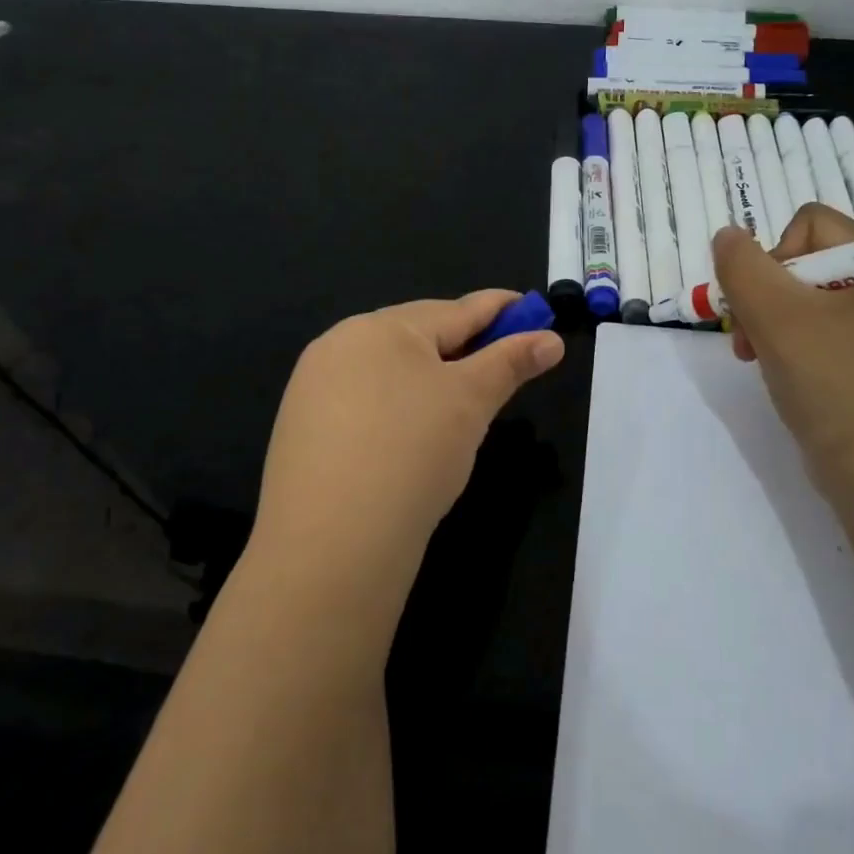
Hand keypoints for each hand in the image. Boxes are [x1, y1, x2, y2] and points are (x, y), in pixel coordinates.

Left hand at [252, 291, 564, 592]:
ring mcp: (314, 387)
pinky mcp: (302, 429)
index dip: (500, 309)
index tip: (532, 309)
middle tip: (503, 363)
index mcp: (382, 327)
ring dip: (430, 377)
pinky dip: (398, 406)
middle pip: (419, 335)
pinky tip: (410, 434)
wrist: (330, 545)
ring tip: (461, 402)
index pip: (457, 310)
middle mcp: (341, 345)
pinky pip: (365, 401)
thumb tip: (551, 340)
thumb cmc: (413, 452)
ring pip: (390, 370)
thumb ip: (511, 362)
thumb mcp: (471, 401)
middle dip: (464, 345)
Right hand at [713, 205, 853, 503]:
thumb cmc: (830, 380)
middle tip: (750, 334)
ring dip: (767, 322)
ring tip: (755, 356)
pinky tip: (777, 373)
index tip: (764, 297)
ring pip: (802, 301)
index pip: (810, 222)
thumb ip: (741, 266)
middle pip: (802, 262)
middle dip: (763, 293)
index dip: (775, 251)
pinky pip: (815, 333)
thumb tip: (728, 237)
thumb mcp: (775, 314)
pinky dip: (788, 346)